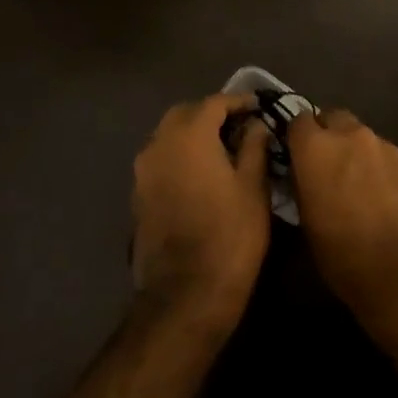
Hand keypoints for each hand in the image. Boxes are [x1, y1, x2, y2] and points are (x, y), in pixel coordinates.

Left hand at [131, 94, 270, 330]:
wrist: (185, 295)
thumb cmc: (230, 236)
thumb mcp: (254, 188)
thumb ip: (254, 147)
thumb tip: (255, 125)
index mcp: (189, 136)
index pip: (214, 103)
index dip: (238, 102)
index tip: (258, 107)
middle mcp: (159, 144)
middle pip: (185, 114)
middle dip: (212, 114)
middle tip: (240, 127)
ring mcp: (143, 171)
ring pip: (168, 136)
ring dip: (193, 134)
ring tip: (223, 150)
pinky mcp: (138, 195)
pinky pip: (161, 159)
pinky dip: (180, 156)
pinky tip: (202, 174)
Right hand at [287, 108, 397, 322]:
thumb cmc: (342, 254)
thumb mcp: (306, 221)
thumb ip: (303, 184)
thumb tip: (304, 173)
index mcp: (317, 147)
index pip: (299, 120)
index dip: (297, 136)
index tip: (297, 154)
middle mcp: (351, 135)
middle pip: (334, 118)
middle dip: (328, 134)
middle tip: (327, 164)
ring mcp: (385, 146)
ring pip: (363, 137)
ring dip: (356, 152)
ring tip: (358, 184)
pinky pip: (387, 157)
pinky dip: (381, 169)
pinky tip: (384, 197)